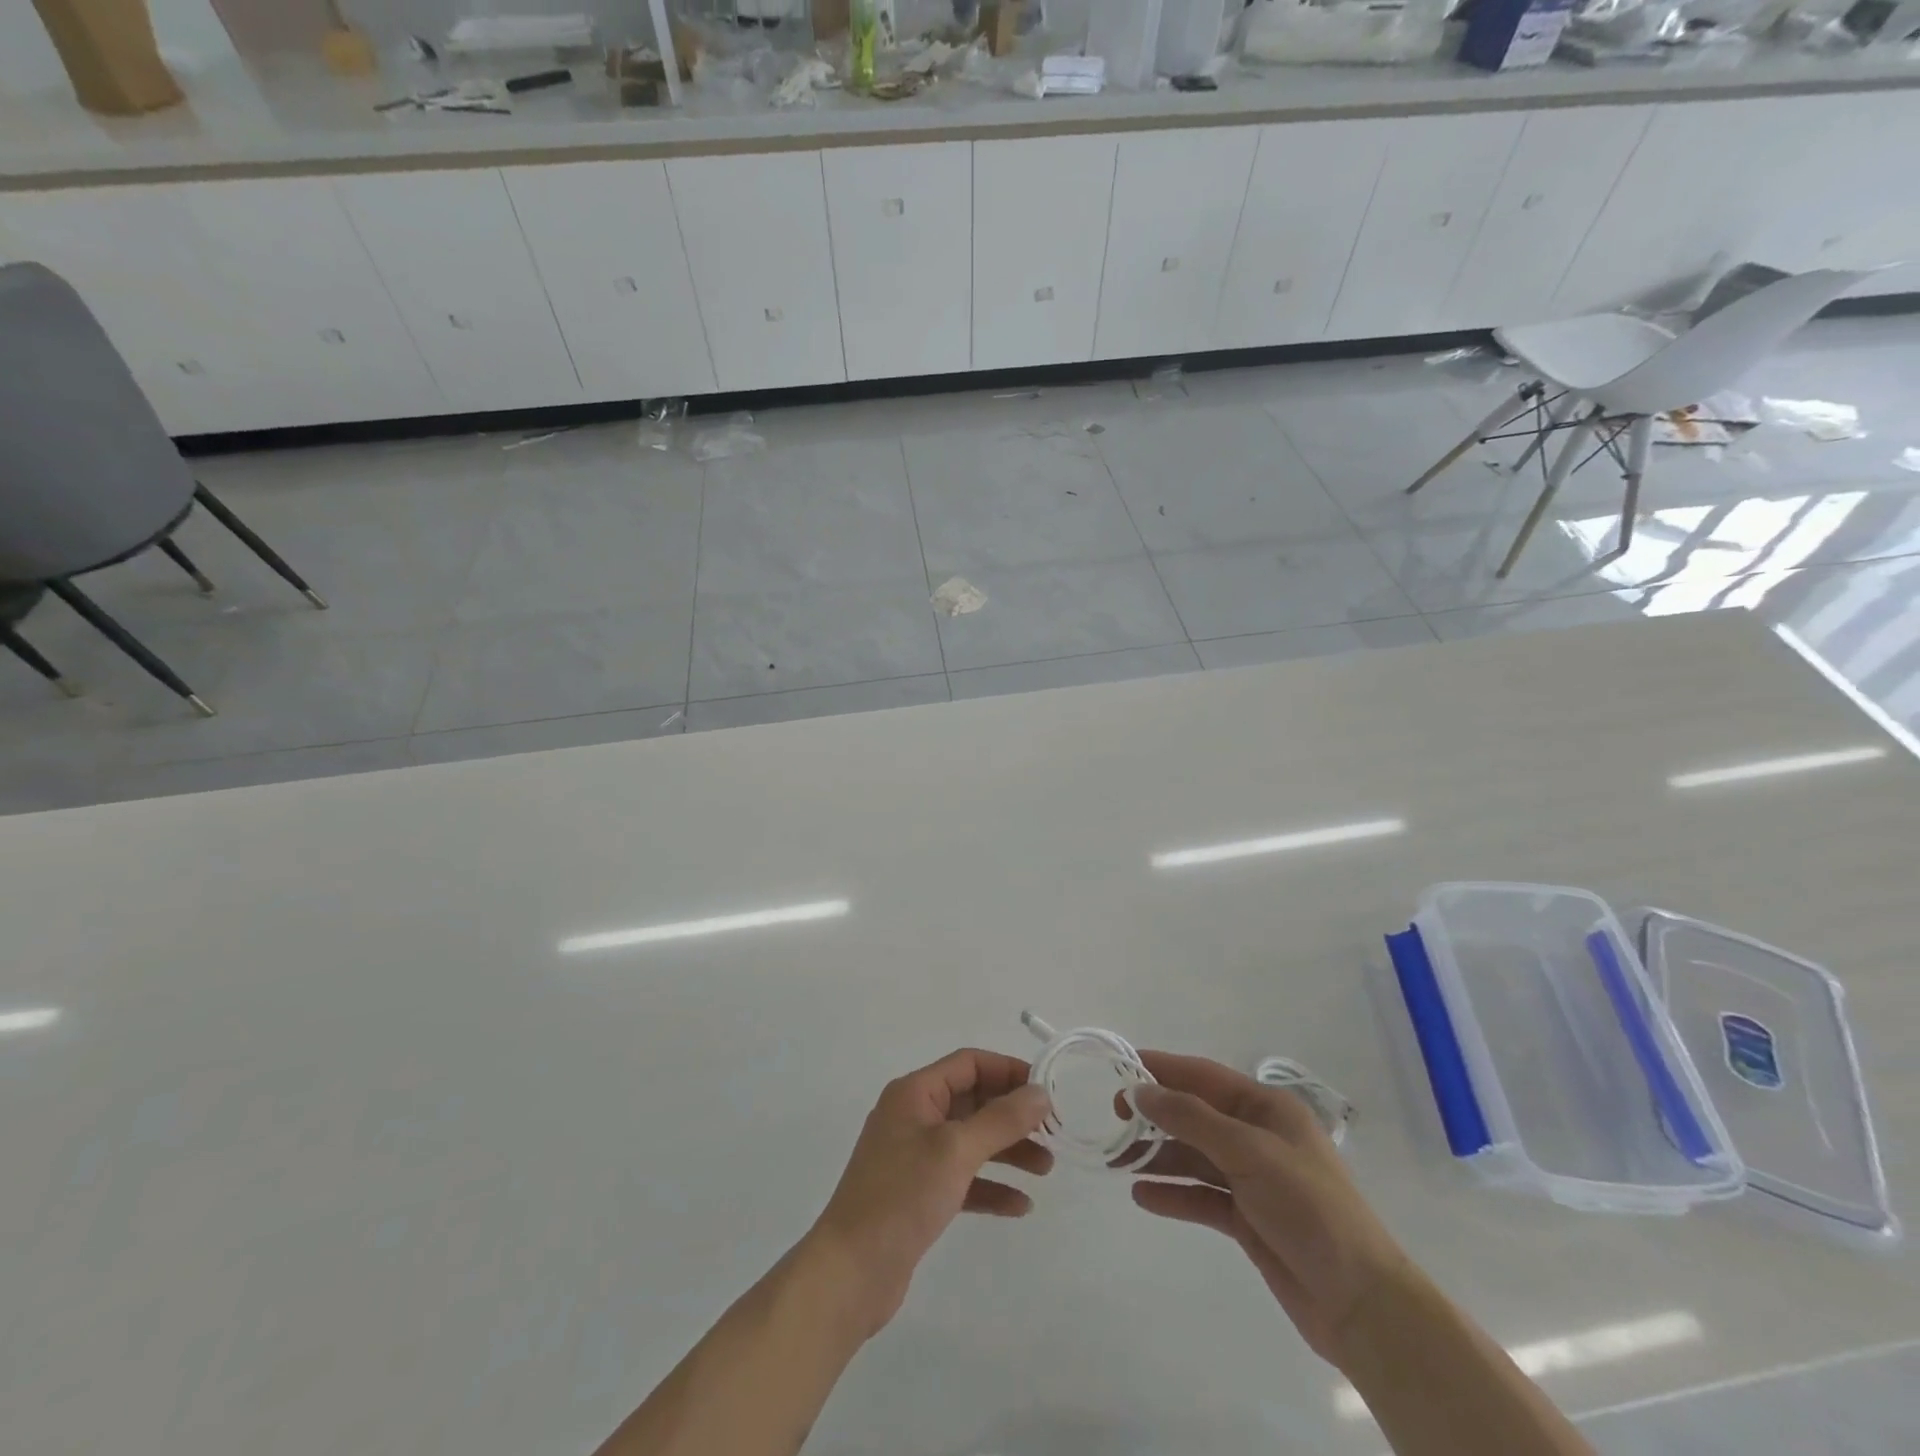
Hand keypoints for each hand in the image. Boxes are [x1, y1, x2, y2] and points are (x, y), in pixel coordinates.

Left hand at [808, 1049, 1052, 1338]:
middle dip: (1013, 1116)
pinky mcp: (918, 1194)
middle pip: (973, 1101)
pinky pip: (963, 1178)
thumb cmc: (902, 1197)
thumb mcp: (956, 1150)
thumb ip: (1001, 1119)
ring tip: (1046, 1169)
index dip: (1009, 1071)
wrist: (850, 1273)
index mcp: (915, 1093)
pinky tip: (1020, 1206)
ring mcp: (915, 1156)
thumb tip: (1040, 1092)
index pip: (969, 1064)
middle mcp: (914, 1116)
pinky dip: (990, 1186)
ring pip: (971, 1141)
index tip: (1047, 1090)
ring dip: (1008, 1151)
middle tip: (1053, 1133)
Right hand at [1129, 1052, 1407, 1364]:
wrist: (1361, 1303)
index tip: (1120, 1067)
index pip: (1204, 1076)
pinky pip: (1201, 1196)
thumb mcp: (1248, 1152)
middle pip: (1195, 1115)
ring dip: (1158, 1157)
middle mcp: (1258, 1136)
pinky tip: (1142, 1197)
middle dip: (1155, 1116)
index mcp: (1266, 1108)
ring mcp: (1253, 1178)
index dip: (1162, 1069)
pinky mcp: (1248, 1218)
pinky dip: (1174, 1194)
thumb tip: (1140, 1090)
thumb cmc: (1308, 1208)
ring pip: (1194, 1156)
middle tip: (1113, 1120)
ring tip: (1117, 1162)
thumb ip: (1190, 1118)